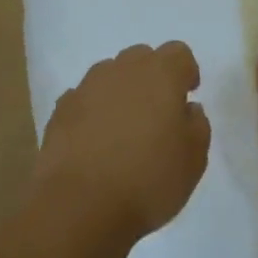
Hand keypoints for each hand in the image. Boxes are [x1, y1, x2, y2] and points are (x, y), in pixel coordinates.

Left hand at [37, 42, 211, 241]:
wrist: (80, 205)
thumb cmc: (148, 180)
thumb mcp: (194, 159)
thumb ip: (197, 125)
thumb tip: (187, 109)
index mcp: (160, 75)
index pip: (178, 53)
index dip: (186, 72)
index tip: (187, 96)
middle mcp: (121, 70)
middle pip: (141, 57)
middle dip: (152, 77)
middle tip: (158, 112)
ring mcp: (86, 88)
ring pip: (110, 75)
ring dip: (121, 91)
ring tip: (124, 128)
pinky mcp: (60, 110)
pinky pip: (84, 99)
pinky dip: (93, 111)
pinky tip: (96, 141)